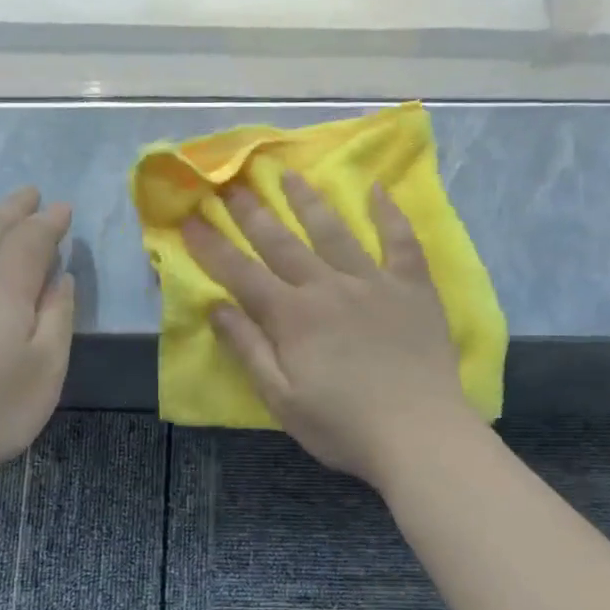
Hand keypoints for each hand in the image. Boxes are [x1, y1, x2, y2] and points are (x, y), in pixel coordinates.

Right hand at [182, 173, 476, 487]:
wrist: (419, 435)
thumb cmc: (343, 426)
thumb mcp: (281, 398)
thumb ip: (248, 349)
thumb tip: (216, 307)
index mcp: (292, 317)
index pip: (241, 273)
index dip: (212, 246)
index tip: (189, 218)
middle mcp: (328, 287)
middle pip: (282, 242)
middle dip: (252, 212)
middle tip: (231, 183)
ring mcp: (373, 282)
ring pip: (334, 231)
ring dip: (308, 201)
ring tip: (288, 175)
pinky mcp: (412, 288)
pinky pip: (401, 241)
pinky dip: (388, 214)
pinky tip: (376, 189)